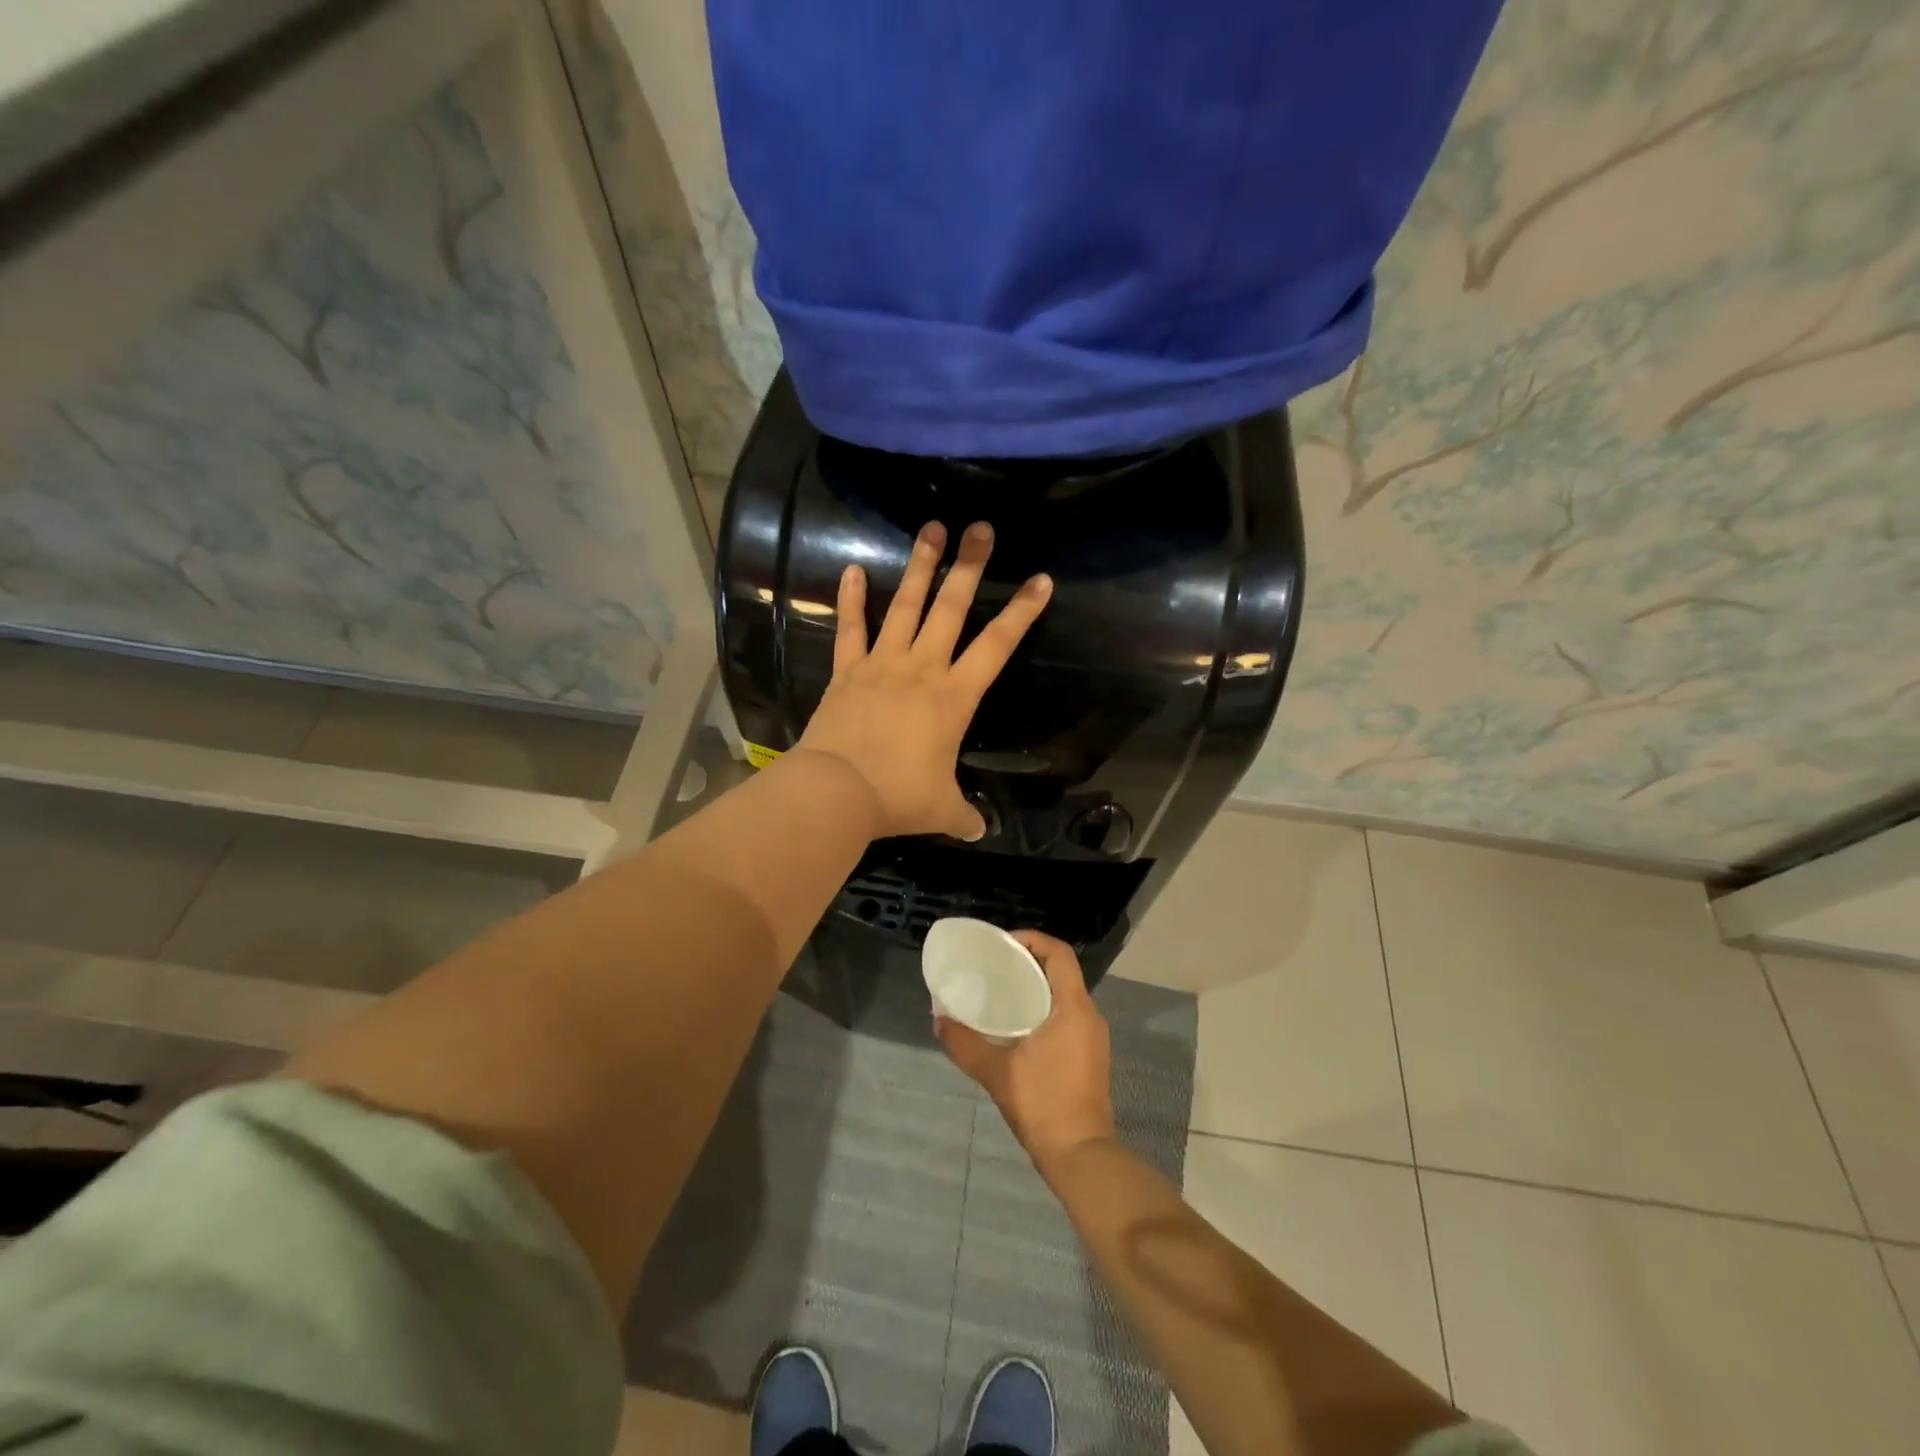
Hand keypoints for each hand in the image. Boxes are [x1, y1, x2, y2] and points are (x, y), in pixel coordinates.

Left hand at [796, 520, 1050, 840]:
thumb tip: (979, 831)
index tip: (1040, 579)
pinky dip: (852, 598)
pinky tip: (854, 569)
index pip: (998, 646)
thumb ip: (963, 815)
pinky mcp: (847, 670)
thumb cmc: (898, 796)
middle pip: (951, 609)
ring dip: (920, 567)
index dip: (1021, 612)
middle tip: (980, 528)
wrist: (837, 791)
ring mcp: (882, 664)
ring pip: (905, 607)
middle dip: (969, 566)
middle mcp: (922, 669)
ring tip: (930, 528)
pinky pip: (850, 628)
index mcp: (954, 697)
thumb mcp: (941, 808)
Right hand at [938, 931, 1115, 1170]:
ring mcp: (1093, 1038)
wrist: (1081, 1156)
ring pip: (1065, 997)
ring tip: (1001, 994)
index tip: (1003, 943)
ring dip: (1036, 989)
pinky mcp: (1090, 1057)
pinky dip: (1044, 1011)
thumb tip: (938, 1018)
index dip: (1033, 940)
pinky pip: (1067, 1017)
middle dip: (1029, 964)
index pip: (1059, 954)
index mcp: (1074, 1008)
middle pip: (1062, 972)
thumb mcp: (997, 1072)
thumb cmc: (1044, 1104)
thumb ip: (965, 1043)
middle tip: (995, 967)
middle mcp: (1089, 1016)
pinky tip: (1017, 1028)